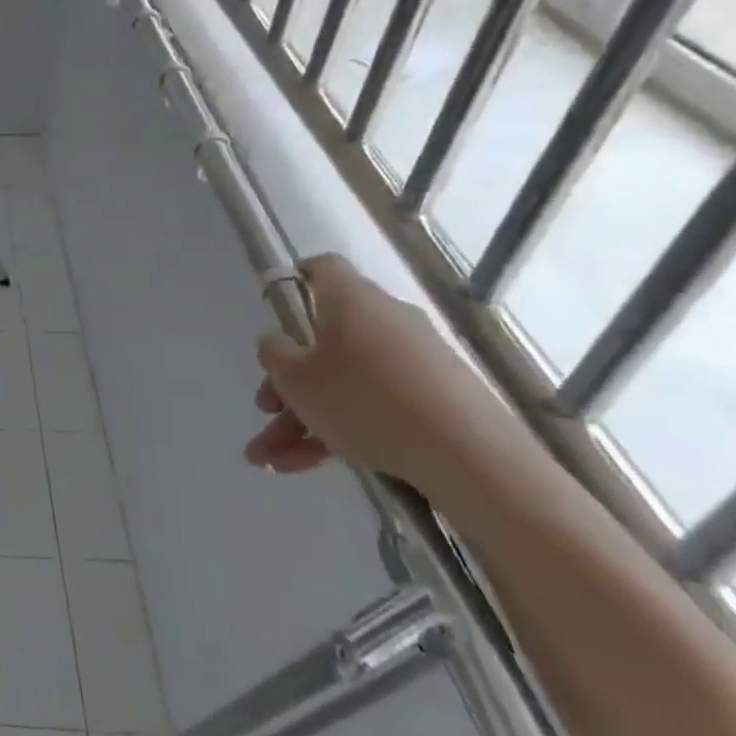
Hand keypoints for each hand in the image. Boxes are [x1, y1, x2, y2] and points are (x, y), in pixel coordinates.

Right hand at [245, 254, 532, 501]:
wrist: (471, 458)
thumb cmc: (363, 400)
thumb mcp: (295, 378)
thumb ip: (273, 353)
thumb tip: (277, 341)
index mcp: (350, 300)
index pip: (320, 269)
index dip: (293, 282)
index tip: (273, 310)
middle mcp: (385, 321)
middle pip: (323, 340)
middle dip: (287, 380)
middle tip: (264, 408)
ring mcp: (413, 362)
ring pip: (342, 383)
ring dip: (303, 418)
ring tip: (270, 460)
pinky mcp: (434, 400)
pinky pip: (371, 407)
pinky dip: (338, 432)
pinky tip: (304, 467)